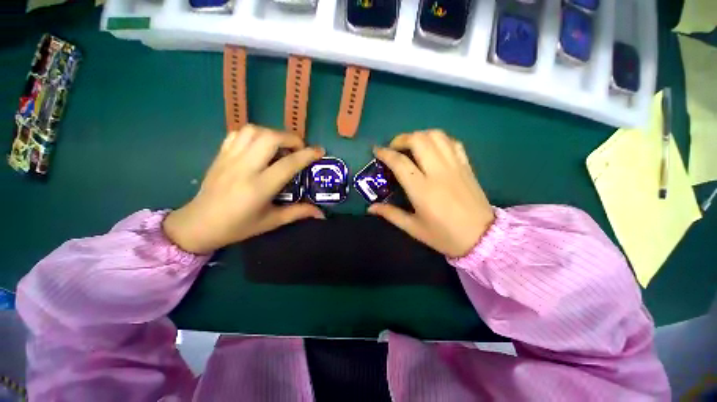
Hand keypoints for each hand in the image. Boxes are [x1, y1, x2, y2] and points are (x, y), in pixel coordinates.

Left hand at [163, 125, 324, 253]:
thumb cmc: (238, 226)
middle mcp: (245, 168)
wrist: (199, 224)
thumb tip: (321, 214)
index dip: (308, 154)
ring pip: (253, 130)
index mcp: (259, 187)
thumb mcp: (272, 221)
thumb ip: (298, 213)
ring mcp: (230, 158)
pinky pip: (239, 133)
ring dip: (273, 134)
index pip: (288, 163)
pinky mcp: (221, 154)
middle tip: (299, 149)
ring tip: (281, 146)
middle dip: (291, 138)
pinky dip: (255, 134)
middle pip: (270, 138)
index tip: (320, 151)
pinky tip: (260, 146)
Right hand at [369, 130, 494, 257]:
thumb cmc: (444, 236)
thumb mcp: (413, 228)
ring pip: (436, 136)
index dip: (385, 153)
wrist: (482, 237)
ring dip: (419, 136)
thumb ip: (390, 214)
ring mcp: (455, 166)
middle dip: (401, 139)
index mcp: (422, 189)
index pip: (399, 162)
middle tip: (394, 148)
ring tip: (411, 146)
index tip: (376, 151)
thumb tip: (370, 207)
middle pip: (418, 140)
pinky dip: (439, 139)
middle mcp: (438, 172)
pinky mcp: (466, 165)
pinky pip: (452, 142)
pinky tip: (432, 148)